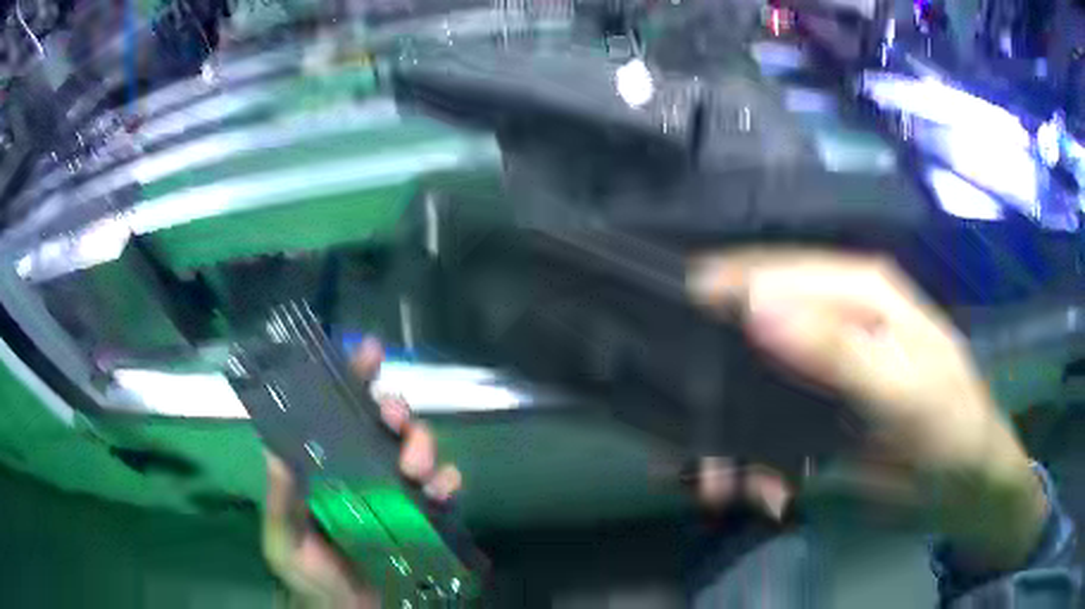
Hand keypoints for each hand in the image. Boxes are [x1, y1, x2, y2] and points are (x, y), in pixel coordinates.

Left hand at [262, 339, 461, 607]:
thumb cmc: (312, 572)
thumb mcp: (286, 539)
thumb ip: (281, 502)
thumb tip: (274, 452)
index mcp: (327, 464)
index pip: (338, 411)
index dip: (353, 377)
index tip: (369, 353)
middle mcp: (363, 468)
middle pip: (386, 421)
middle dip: (396, 409)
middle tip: (394, 420)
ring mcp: (397, 491)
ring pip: (417, 446)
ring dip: (422, 443)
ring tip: (416, 468)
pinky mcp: (425, 514)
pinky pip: (444, 486)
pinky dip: (448, 480)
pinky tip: (442, 490)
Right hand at [688, 249, 1045, 569]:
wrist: (966, 483)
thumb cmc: (951, 427)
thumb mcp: (903, 391)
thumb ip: (838, 352)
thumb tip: (757, 310)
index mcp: (860, 292)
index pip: (778, 271)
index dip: (722, 289)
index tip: (669, 320)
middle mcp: (836, 321)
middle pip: (755, 332)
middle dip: (721, 384)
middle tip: (693, 440)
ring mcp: (825, 372)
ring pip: (756, 389)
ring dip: (734, 440)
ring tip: (724, 488)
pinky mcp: (819, 415)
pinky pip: (770, 430)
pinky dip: (757, 464)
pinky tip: (764, 494)